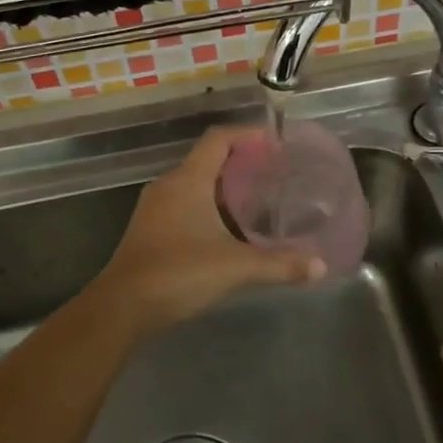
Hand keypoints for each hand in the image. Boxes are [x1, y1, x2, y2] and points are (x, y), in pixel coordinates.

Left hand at [85, 125, 323, 336]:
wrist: (122, 307)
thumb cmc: (178, 273)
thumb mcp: (236, 267)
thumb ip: (280, 265)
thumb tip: (320, 266)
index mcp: (188, 180)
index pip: (218, 139)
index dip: (247, 134)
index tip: (275, 142)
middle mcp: (168, 186)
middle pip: (207, 159)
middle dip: (240, 162)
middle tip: (273, 173)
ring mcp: (154, 208)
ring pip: (194, 183)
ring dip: (223, 186)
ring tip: (256, 199)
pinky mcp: (148, 230)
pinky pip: (183, 204)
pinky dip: (208, 206)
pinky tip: (227, 230)